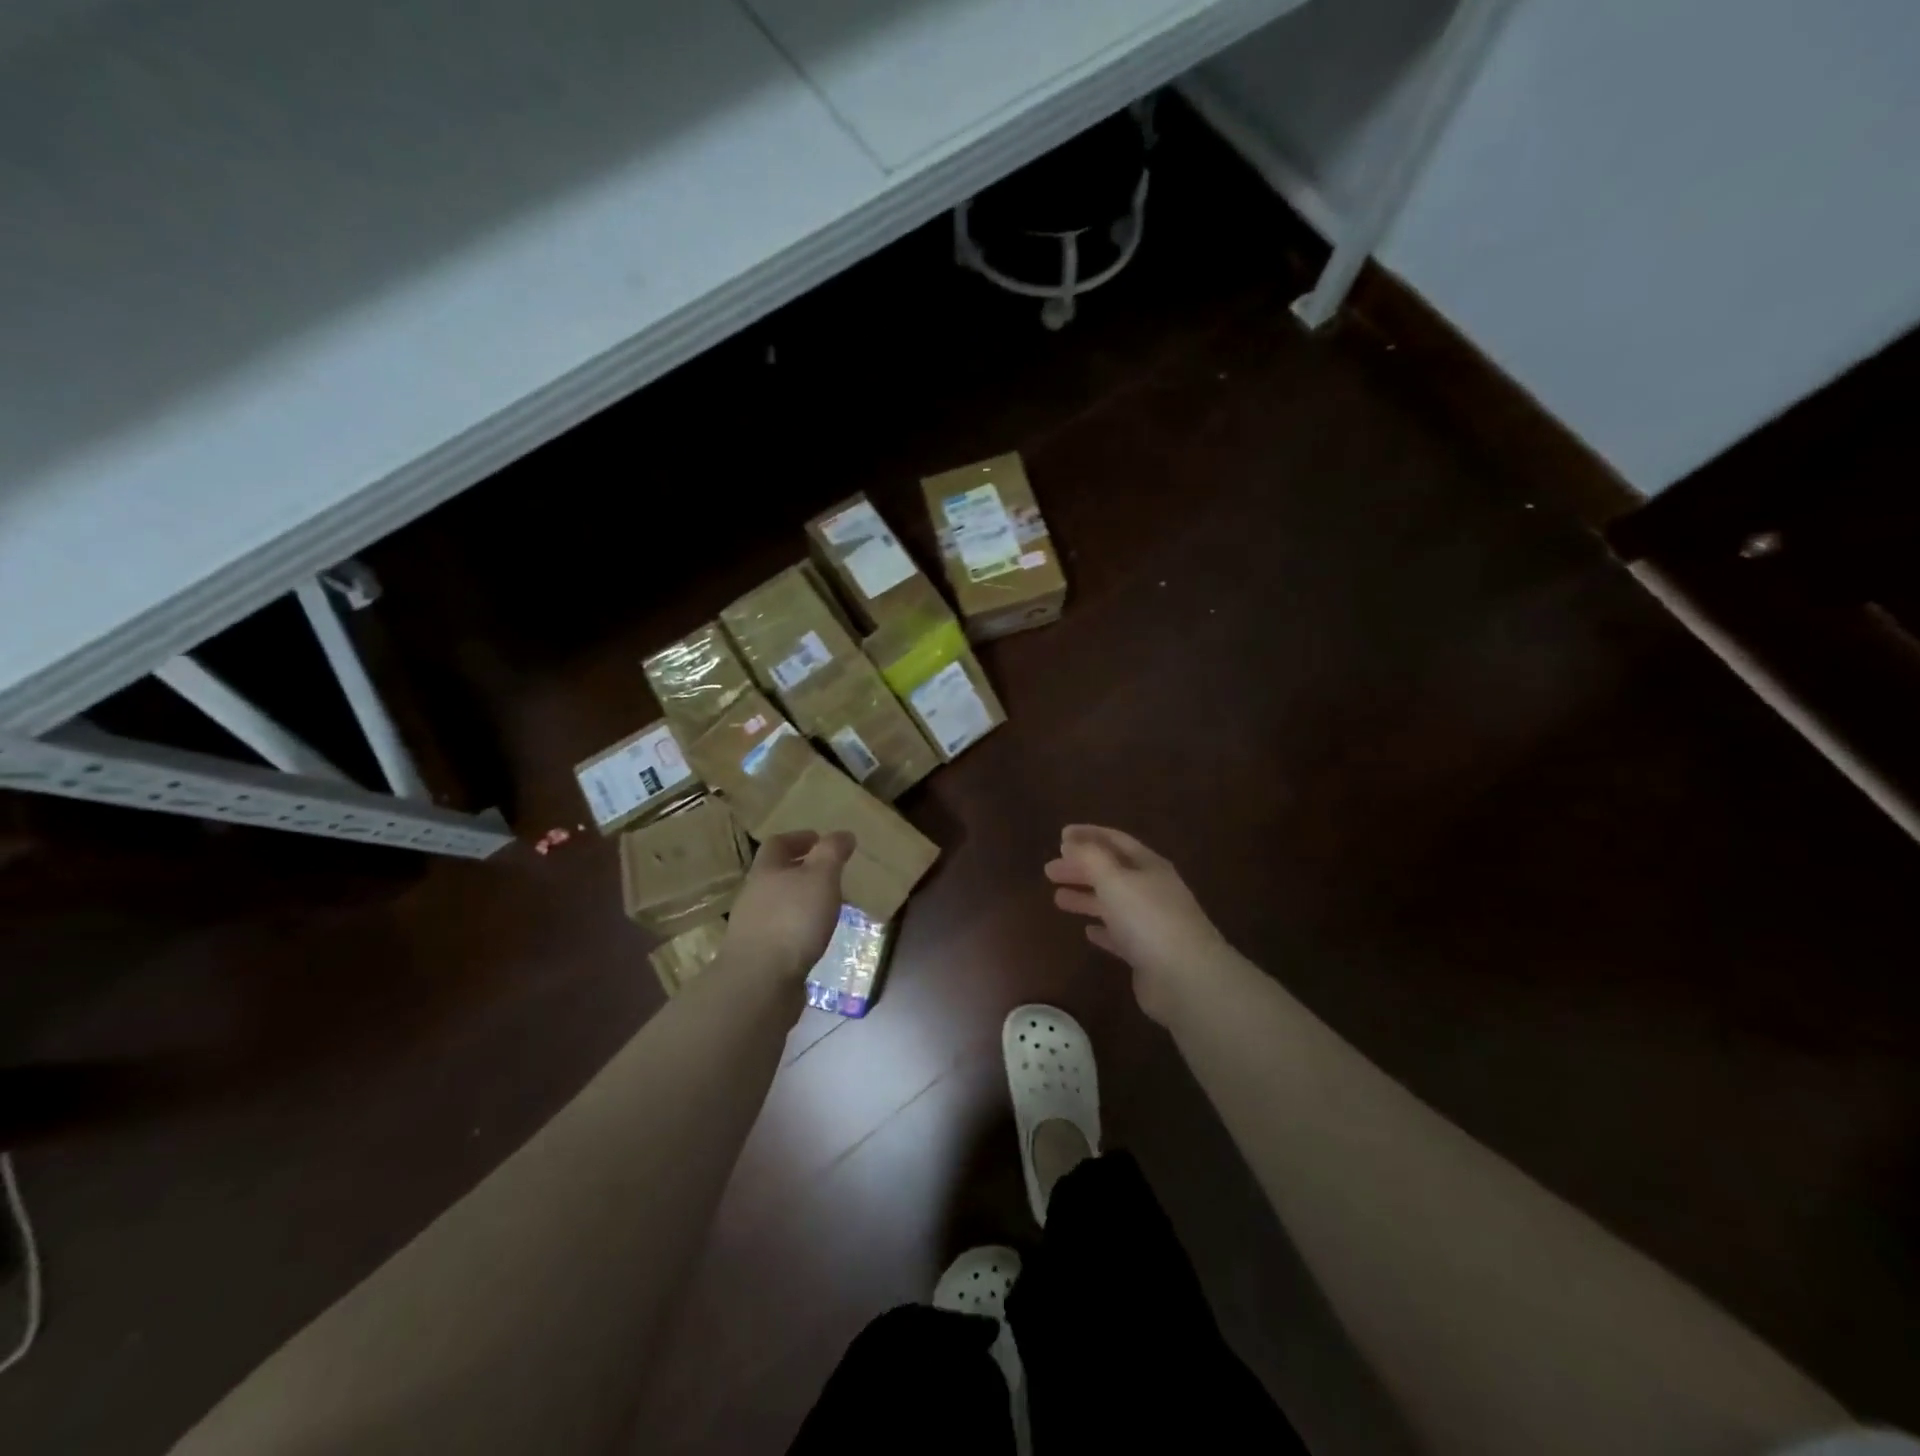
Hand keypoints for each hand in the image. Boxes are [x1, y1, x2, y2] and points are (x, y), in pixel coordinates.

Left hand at [722, 830, 853, 984]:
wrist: (760, 983)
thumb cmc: (792, 920)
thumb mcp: (820, 878)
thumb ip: (832, 853)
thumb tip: (842, 834)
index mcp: (766, 870)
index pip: (778, 843)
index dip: (799, 838)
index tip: (820, 839)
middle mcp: (754, 895)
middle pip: (776, 874)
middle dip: (801, 870)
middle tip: (830, 873)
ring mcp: (753, 927)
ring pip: (779, 904)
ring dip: (801, 901)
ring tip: (827, 907)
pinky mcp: (759, 955)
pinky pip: (781, 931)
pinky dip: (798, 928)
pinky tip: (814, 938)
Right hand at [1045, 825, 1227, 1024]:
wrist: (1186, 978)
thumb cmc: (1148, 919)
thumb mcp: (1114, 880)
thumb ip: (1090, 858)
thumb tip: (1071, 841)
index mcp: (1149, 866)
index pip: (1115, 841)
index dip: (1088, 835)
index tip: (1061, 836)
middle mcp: (1153, 890)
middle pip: (1112, 872)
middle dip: (1081, 868)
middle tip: (1049, 871)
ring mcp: (1152, 923)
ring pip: (1113, 903)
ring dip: (1087, 897)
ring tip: (1057, 899)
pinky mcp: (1148, 954)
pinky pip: (1121, 935)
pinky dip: (1103, 930)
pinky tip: (1088, 931)